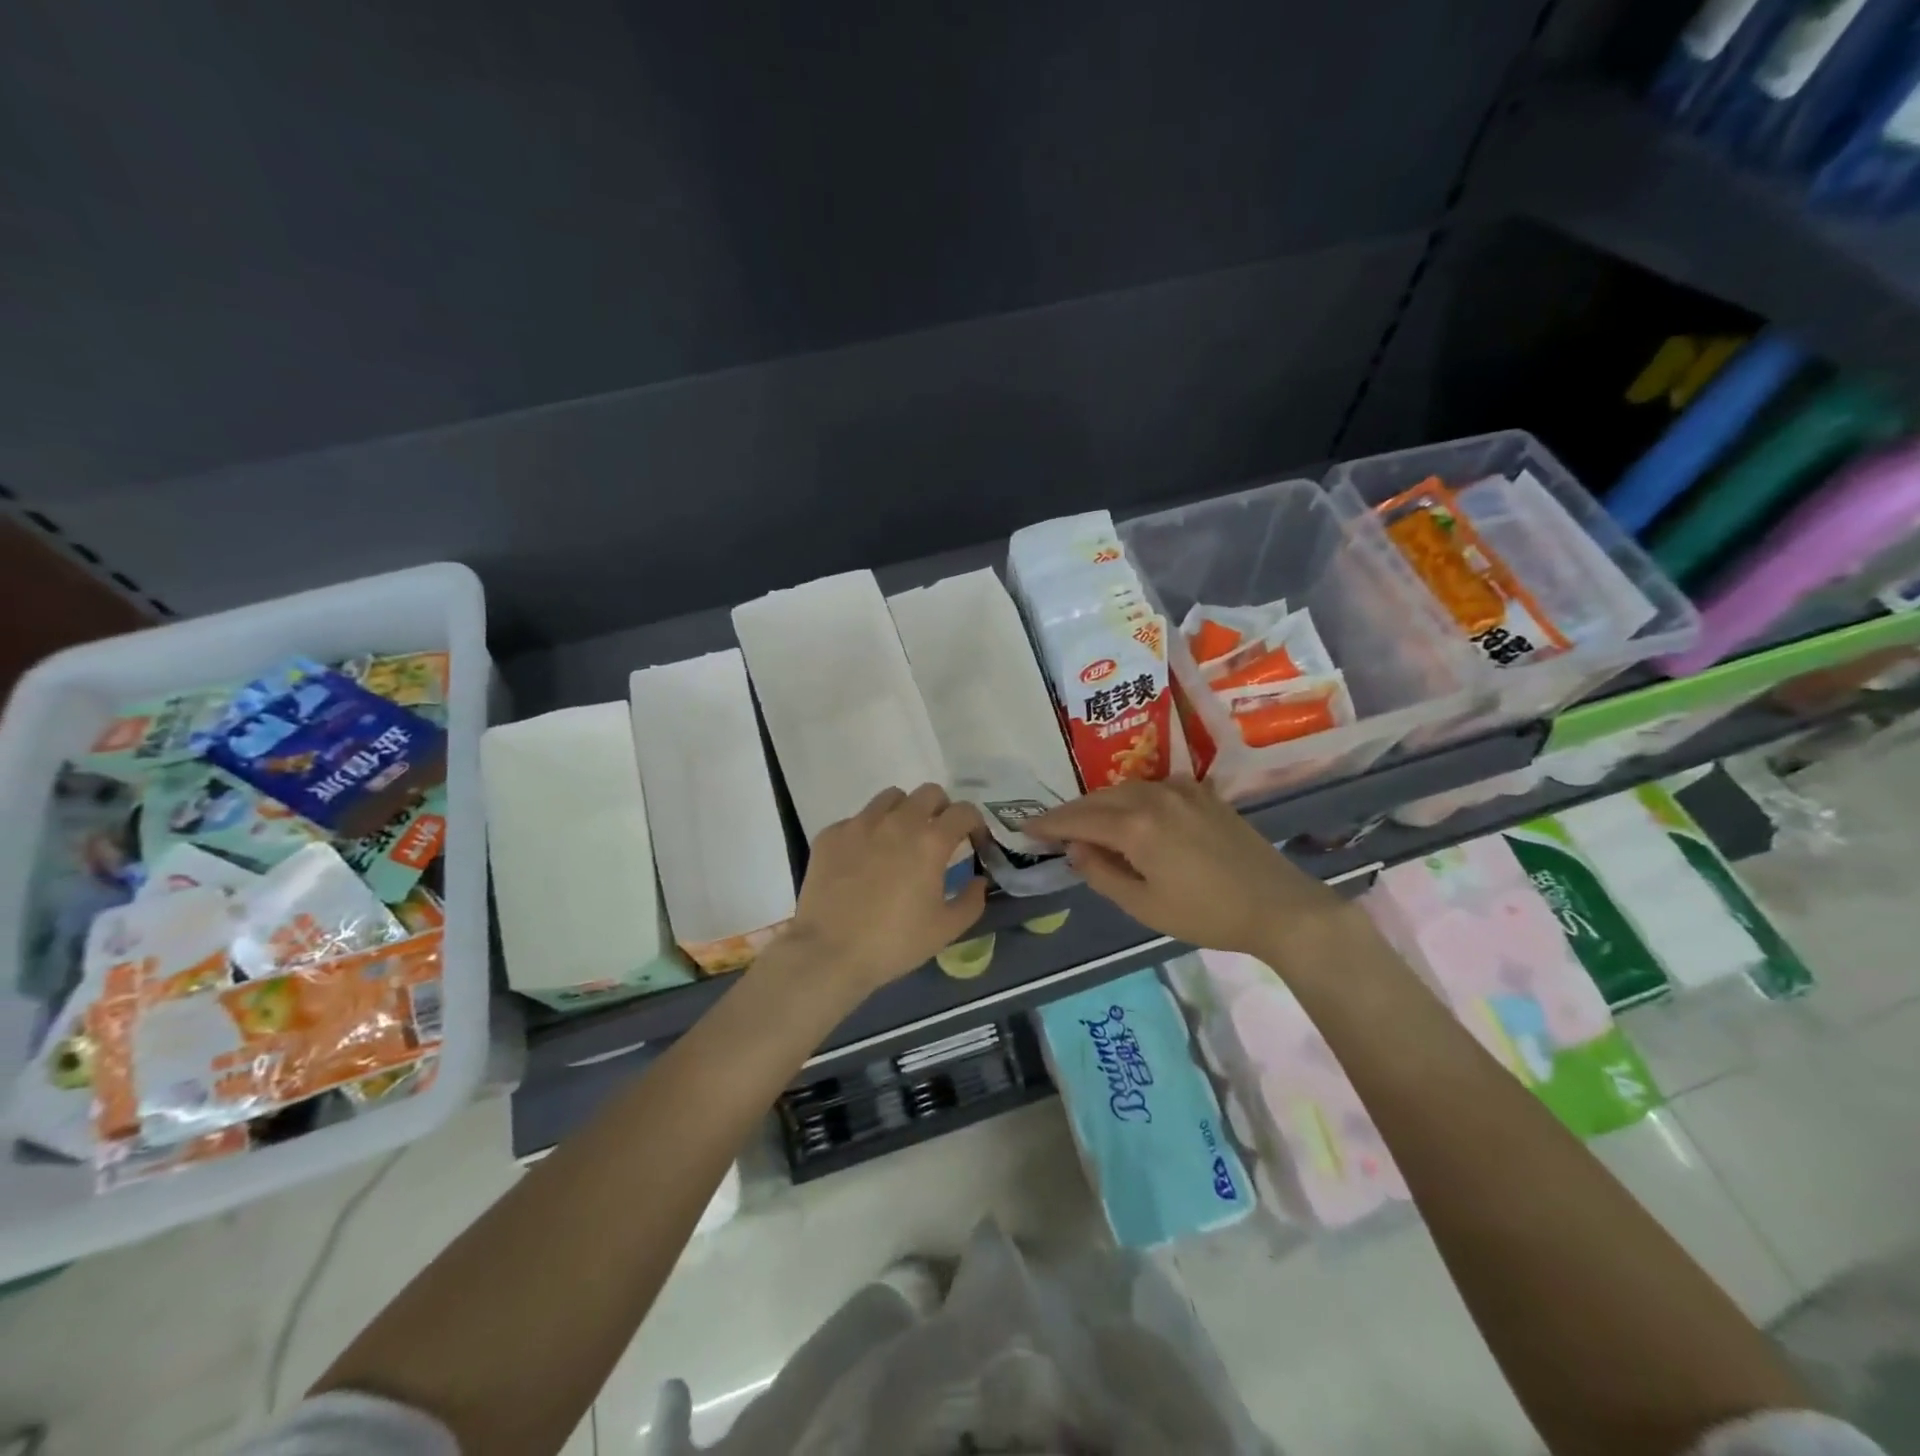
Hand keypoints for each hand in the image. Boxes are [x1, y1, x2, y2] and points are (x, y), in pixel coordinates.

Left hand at [782, 784, 987, 996]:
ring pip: (891, 798)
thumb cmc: (894, 943)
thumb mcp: (946, 930)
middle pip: (929, 792)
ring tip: (899, 840)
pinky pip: (857, 819)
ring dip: (904, 812)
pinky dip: (868, 831)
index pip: (964, 811)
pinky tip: (863, 859)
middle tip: (938, 836)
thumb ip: (971, 900)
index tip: (973, 842)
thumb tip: (978, 881)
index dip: (975, 823)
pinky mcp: (831, 834)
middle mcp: (897, 822)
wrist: (828, 952)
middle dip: (941, 809)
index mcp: (930, 842)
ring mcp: (860, 824)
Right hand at [1028, 779, 1352, 958]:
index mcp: (1136, 825)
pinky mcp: (1202, 794)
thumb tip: (1075, 849)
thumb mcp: (1144, 905)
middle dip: (1072, 812)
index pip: (1078, 819)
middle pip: (1099, 798)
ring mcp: (1181, 790)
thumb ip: (1102, 873)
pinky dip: (1131, 798)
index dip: (1049, 824)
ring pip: (1125, 789)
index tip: (1025, 827)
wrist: (1278, 905)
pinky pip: (1152, 787)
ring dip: (1100, 803)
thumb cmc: (1207, 914)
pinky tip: (1130, 814)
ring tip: (1086, 822)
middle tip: (1050, 828)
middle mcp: (1154, 796)